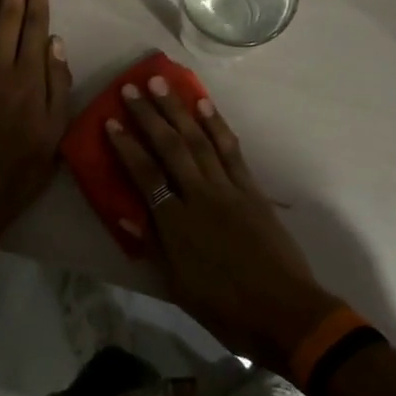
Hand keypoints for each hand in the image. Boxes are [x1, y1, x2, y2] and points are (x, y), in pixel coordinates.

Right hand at [105, 79, 340, 373]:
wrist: (284, 312)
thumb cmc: (226, 309)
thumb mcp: (179, 287)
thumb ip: (154, 246)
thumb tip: (127, 213)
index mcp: (176, 225)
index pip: (144, 175)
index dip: (126, 147)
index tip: (110, 121)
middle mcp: (199, 196)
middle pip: (170, 147)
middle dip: (148, 115)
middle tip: (131, 88)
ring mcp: (228, 188)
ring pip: (198, 140)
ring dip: (178, 109)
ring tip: (162, 83)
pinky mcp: (251, 188)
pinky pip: (230, 149)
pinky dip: (216, 124)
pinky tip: (204, 104)